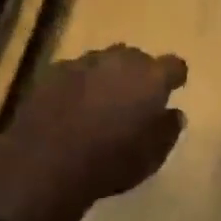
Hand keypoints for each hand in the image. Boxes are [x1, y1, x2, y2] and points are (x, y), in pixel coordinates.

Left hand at [0, 47, 187, 220]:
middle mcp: (120, 61)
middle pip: (137, 58)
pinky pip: (74, 72)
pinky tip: (71, 106)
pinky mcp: (53, 73)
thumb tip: (173, 114)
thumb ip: (168, 130)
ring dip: (107, 76)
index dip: (174, 77)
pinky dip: (78, 84)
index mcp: (151, 78)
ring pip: (104, 61)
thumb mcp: (152, 157)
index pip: (174, 65)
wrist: (46, 163)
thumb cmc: (110, 161)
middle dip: (139, 74)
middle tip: (135, 98)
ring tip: (101, 101)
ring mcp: (84, 63)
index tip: (174, 88)